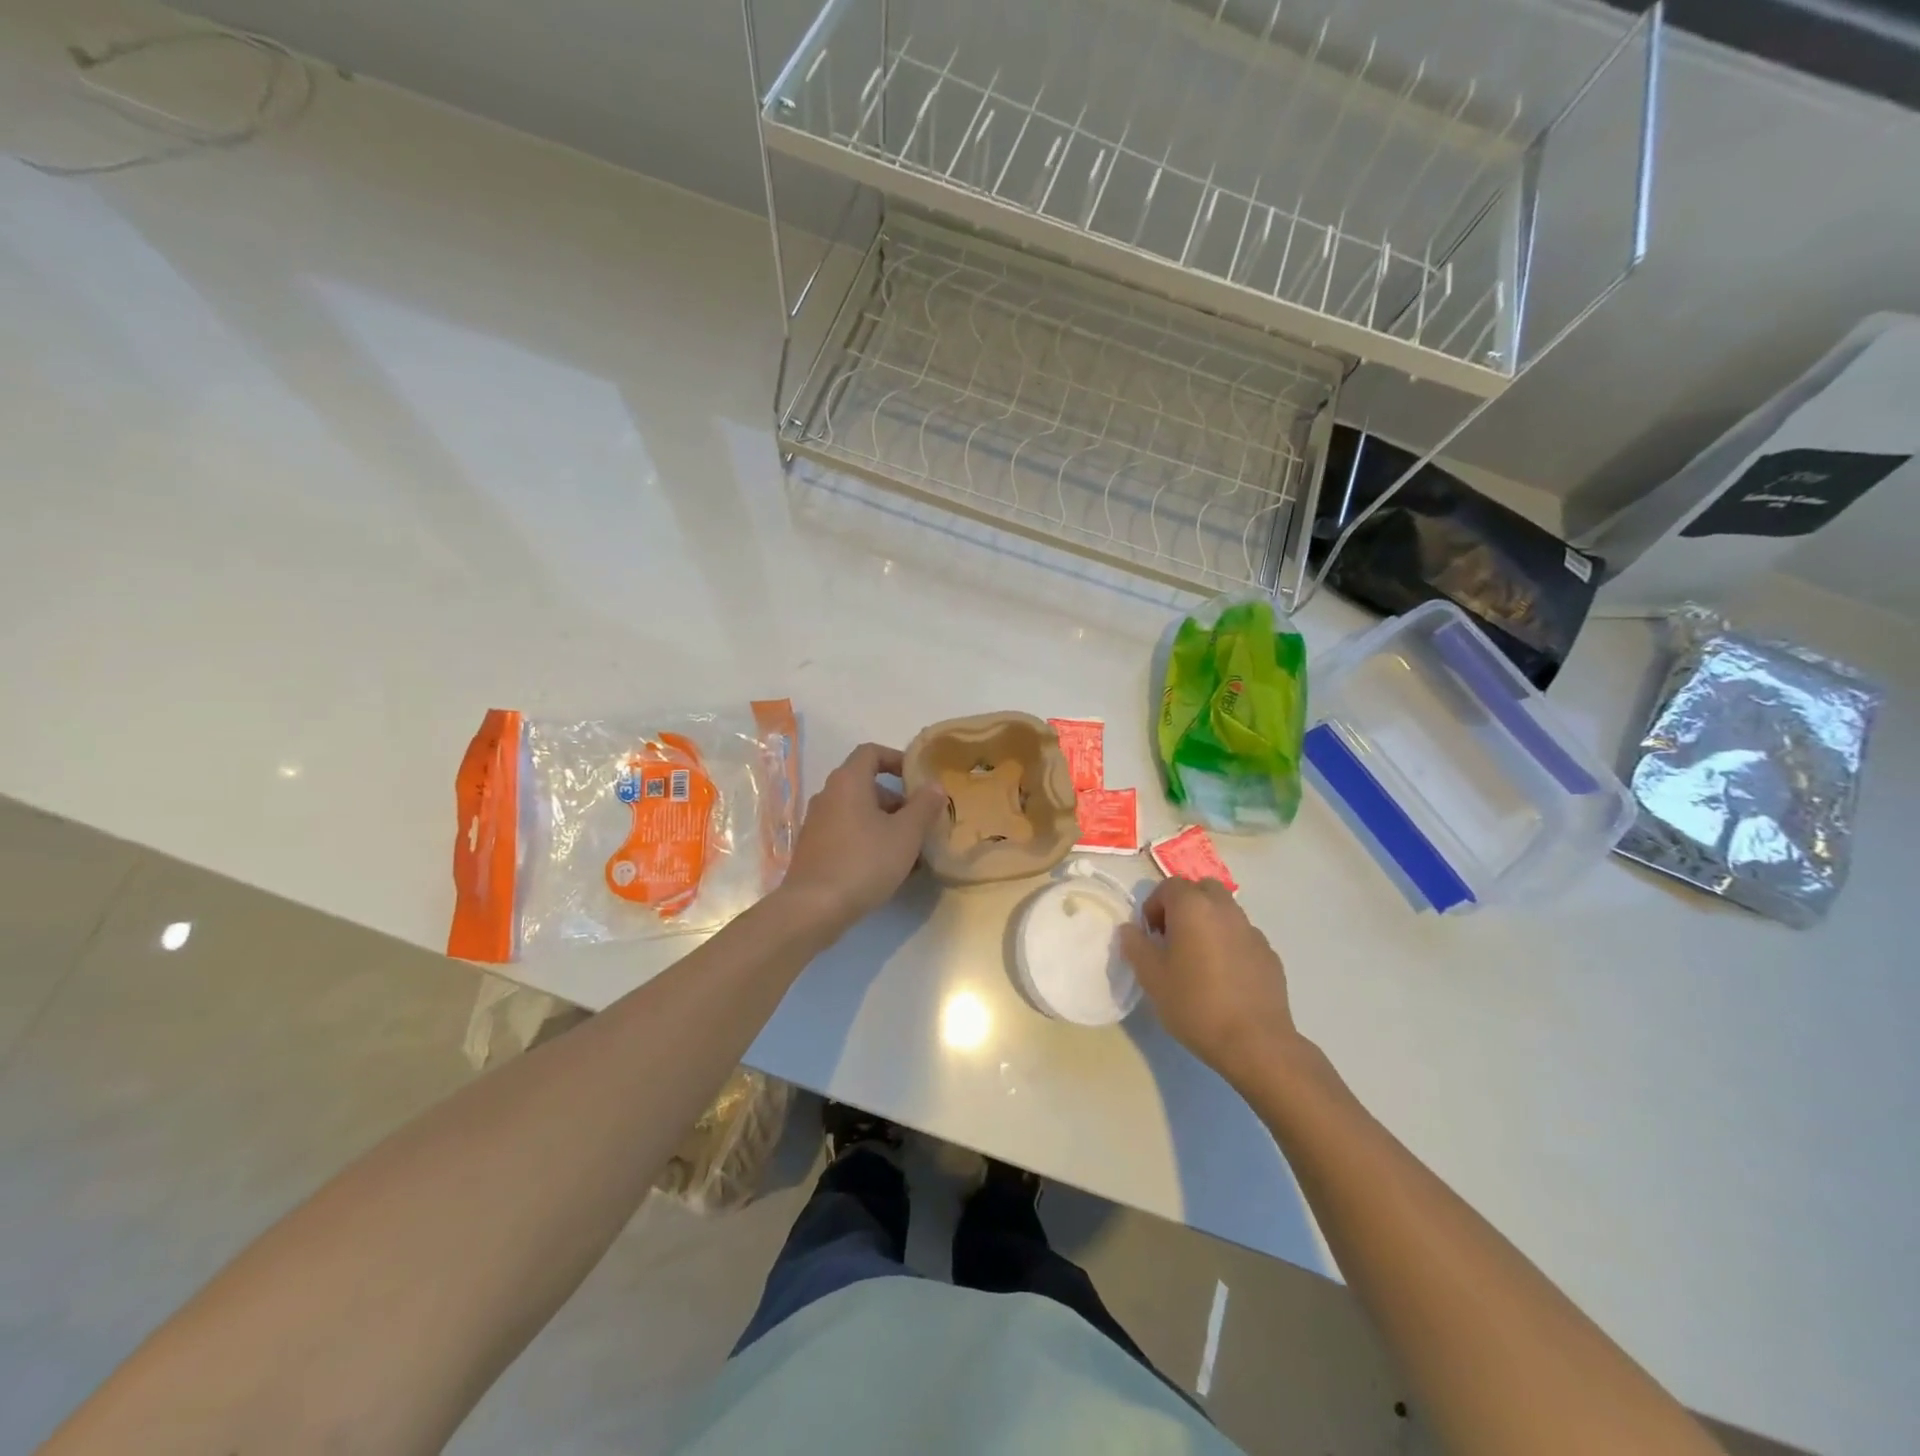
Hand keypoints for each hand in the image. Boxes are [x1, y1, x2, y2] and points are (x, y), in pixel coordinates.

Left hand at [779, 743, 946, 933]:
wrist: (813, 907)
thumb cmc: (864, 861)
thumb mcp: (906, 834)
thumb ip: (924, 806)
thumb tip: (934, 785)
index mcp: (848, 781)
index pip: (871, 752)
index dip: (897, 758)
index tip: (918, 777)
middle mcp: (828, 795)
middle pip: (866, 784)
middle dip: (896, 799)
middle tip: (920, 821)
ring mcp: (817, 823)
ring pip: (858, 812)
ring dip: (885, 823)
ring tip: (910, 850)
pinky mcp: (813, 849)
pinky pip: (847, 833)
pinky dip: (868, 840)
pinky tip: (887, 868)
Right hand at [1120, 878, 1301, 1086]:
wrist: (1255, 1042)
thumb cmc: (1195, 1004)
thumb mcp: (1151, 977)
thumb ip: (1136, 946)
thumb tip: (1130, 929)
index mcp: (1193, 907)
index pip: (1169, 886)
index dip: (1154, 906)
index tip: (1150, 935)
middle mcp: (1225, 909)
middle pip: (1201, 889)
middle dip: (1184, 906)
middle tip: (1173, 938)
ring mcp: (1251, 930)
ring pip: (1224, 911)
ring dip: (1208, 923)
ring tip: (1198, 959)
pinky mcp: (1269, 953)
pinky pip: (1242, 936)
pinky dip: (1229, 944)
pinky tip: (1224, 978)